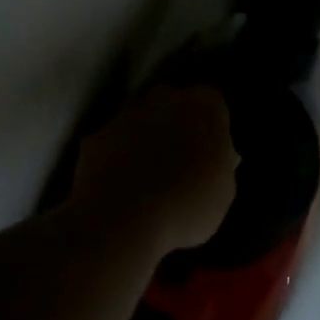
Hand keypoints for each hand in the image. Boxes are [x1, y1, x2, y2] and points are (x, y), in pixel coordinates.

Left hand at [71, 85, 236, 250]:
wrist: (123, 220)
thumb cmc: (187, 206)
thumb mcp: (223, 193)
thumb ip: (220, 165)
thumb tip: (215, 158)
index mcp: (204, 107)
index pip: (212, 102)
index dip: (210, 125)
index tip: (209, 150)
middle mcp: (164, 99)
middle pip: (172, 101)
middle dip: (175, 122)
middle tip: (179, 158)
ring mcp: (126, 115)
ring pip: (139, 119)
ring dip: (144, 137)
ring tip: (147, 175)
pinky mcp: (96, 136)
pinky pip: (112, 142)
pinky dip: (116, 157)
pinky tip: (119, 185)